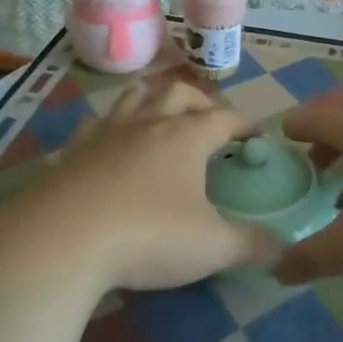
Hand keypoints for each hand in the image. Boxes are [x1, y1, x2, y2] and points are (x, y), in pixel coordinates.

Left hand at [14, 79, 278, 292]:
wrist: (61, 239)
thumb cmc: (148, 236)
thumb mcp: (210, 248)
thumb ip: (249, 246)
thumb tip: (281, 248)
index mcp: (187, 136)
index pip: (225, 117)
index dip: (244, 124)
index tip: (255, 136)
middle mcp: (149, 122)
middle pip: (178, 93)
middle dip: (199, 102)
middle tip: (208, 122)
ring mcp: (107, 131)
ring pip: (135, 96)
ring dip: (154, 98)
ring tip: (161, 114)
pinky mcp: (73, 149)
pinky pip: (97, 122)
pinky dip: (112, 125)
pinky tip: (111, 142)